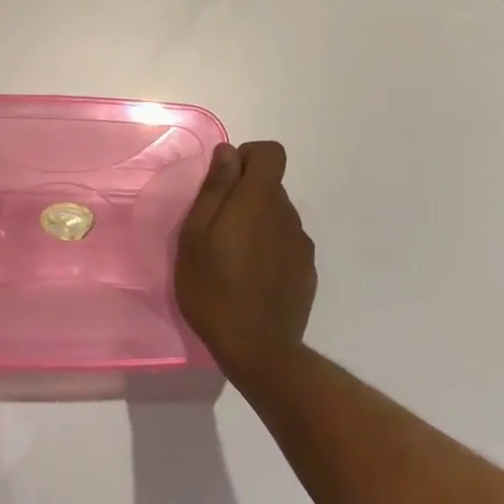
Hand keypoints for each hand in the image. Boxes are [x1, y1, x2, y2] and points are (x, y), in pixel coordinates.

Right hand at [174, 141, 315, 381]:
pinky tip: (252, 279)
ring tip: (232, 258)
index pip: (271, 153)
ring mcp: (302, 246)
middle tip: (216, 229)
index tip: (225, 182)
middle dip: (245, 196)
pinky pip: (286, 244)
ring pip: (277, 216)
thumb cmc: (214, 287)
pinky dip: (269, 250)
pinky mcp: (307, 273)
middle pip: (271, 186)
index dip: (248, 157)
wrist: (258, 351)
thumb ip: (216, 187)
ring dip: (257, 224)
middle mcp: (287, 215)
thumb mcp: (196, 233)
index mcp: (260, 199)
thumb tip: (228, 152)